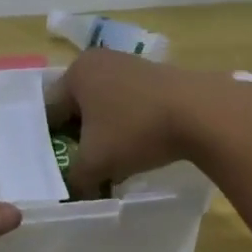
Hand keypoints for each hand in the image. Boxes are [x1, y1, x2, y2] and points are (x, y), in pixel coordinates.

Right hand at [45, 50, 241, 196]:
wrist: (202, 113)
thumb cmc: (136, 130)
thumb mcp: (96, 163)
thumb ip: (74, 179)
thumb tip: (73, 191)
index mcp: (76, 72)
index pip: (49, 111)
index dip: (48, 144)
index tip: (56, 169)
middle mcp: (100, 61)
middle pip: (76, 108)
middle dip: (78, 139)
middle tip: (81, 169)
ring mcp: (130, 65)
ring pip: (104, 107)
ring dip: (104, 135)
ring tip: (111, 164)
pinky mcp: (156, 76)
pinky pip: (129, 105)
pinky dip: (127, 127)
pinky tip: (138, 148)